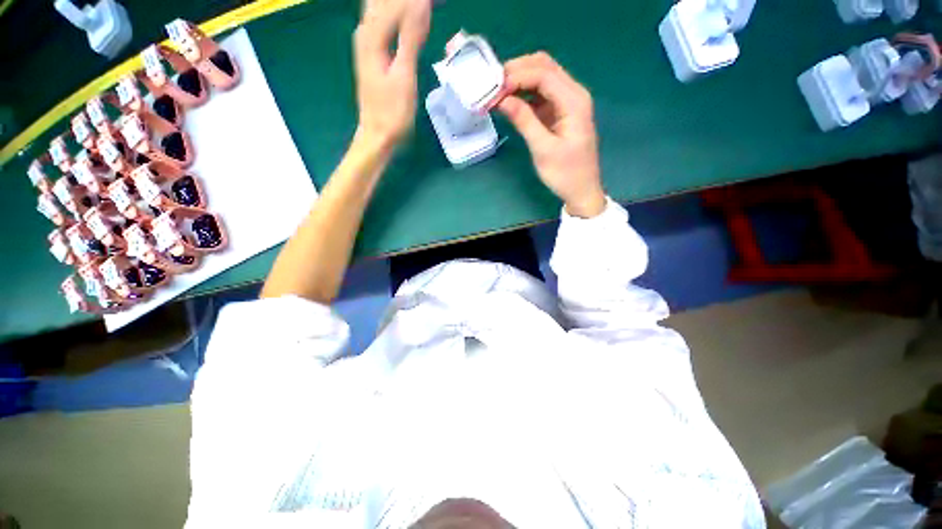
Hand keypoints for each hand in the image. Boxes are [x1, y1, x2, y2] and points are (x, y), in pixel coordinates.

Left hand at [353, 0, 430, 148]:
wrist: (377, 134)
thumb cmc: (393, 112)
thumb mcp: (404, 76)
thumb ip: (410, 39)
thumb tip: (421, 4)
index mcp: (372, 37)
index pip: (395, 3)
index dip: (416, 1)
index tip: (434, 1)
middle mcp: (365, 33)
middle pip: (384, 3)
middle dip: (407, 2)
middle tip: (431, 4)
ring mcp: (367, 43)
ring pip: (382, 10)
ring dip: (402, 6)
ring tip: (424, 8)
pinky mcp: (372, 53)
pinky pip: (384, 23)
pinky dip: (397, 16)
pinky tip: (409, 17)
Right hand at [497, 52, 605, 217]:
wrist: (582, 190)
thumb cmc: (565, 174)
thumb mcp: (543, 149)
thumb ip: (524, 121)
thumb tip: (502, 99)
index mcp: (574, 101)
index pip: (543, 74)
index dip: (516, 76)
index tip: (493, 90)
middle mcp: (573, 94)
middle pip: (544, 66)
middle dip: (516, 71)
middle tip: (492, 87)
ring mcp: (567, 102)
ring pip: (541, 77)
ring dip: (518, 81)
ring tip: (496, 93)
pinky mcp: (559, 112)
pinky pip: (540, 94)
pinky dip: (523, 94)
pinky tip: (508, 102)